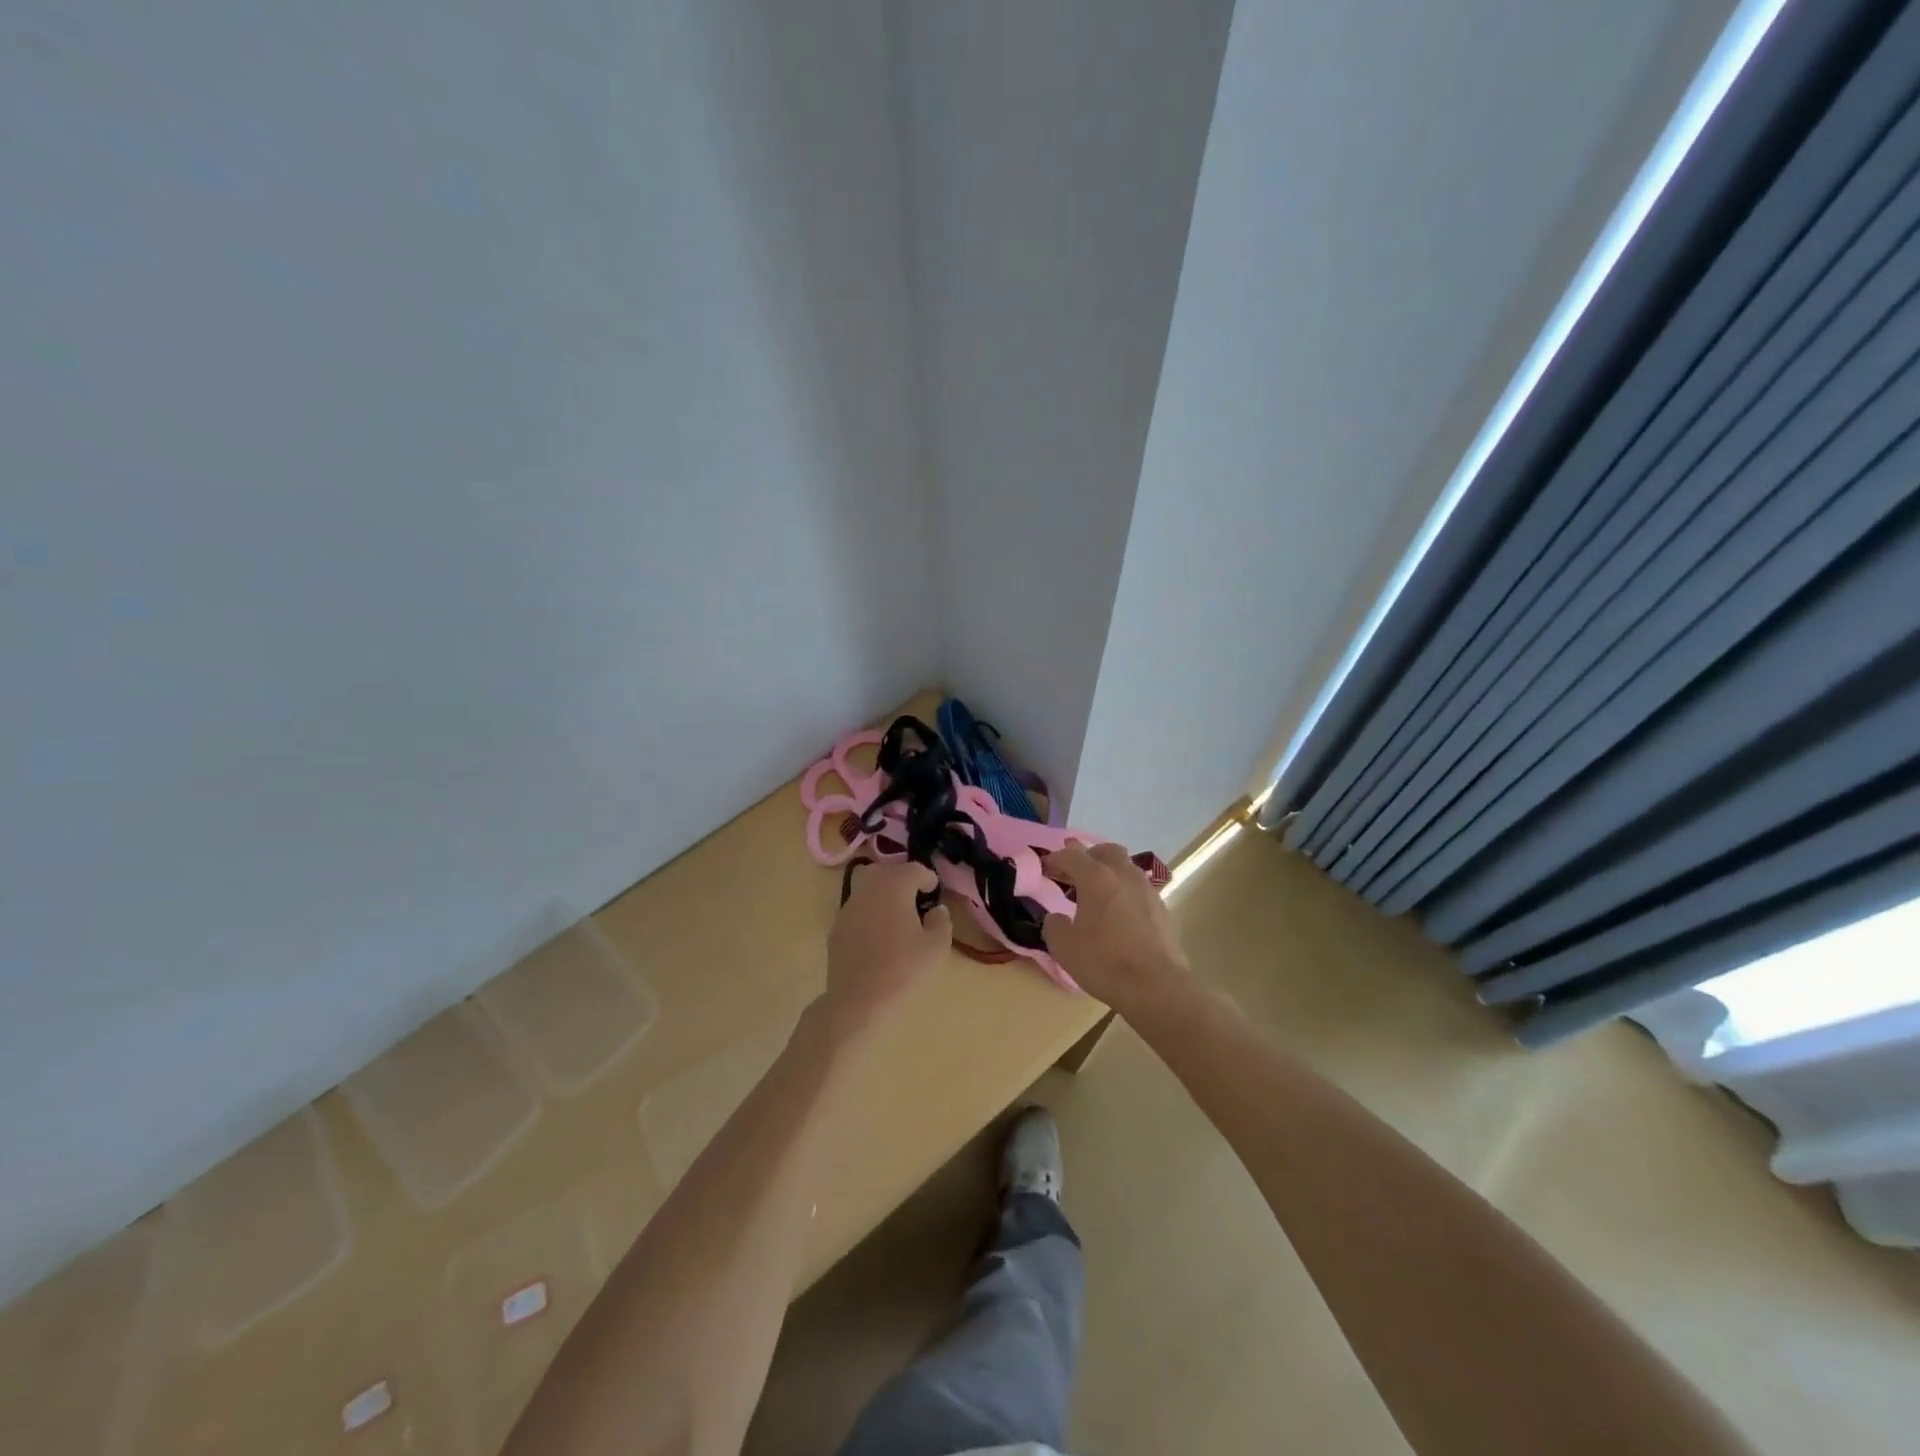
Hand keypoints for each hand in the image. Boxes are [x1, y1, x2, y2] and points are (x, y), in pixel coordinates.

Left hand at [824, 860, 951, 1032]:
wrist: (858, 999)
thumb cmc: (902, 968)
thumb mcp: (935, 946)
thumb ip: (941, 921)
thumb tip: (935, 910)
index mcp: (894, 885)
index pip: (914, 869)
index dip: (928, 879)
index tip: (934, 894)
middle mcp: (868, 888)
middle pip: (886, 871)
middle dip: (902, 879)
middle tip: (916, 899)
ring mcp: (848, 906)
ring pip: (868, 887)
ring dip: (883, 894)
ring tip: (897, 916)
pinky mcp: (836, 926)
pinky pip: (857, 908)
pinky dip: (869, 912)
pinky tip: (877, 935)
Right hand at [1042, 842, 1189, 1011]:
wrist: (1157, 986)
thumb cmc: (1105, 963)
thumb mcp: (1064, 947)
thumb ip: (1054, 925)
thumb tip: (1057, 918)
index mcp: (1096, 878)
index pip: (1071, 856)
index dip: (1054, 859)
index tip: (1044, 868)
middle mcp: (1124, 875)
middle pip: (1105, 851)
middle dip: (1088, 857)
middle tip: (1075, 875)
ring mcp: (1147, 890)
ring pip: (1126, 868)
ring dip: (1109, 874)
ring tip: (1097, 896)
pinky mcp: (1163, 908)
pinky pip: (1139, 889)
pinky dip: (1125, 893)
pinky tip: (1119, 915)